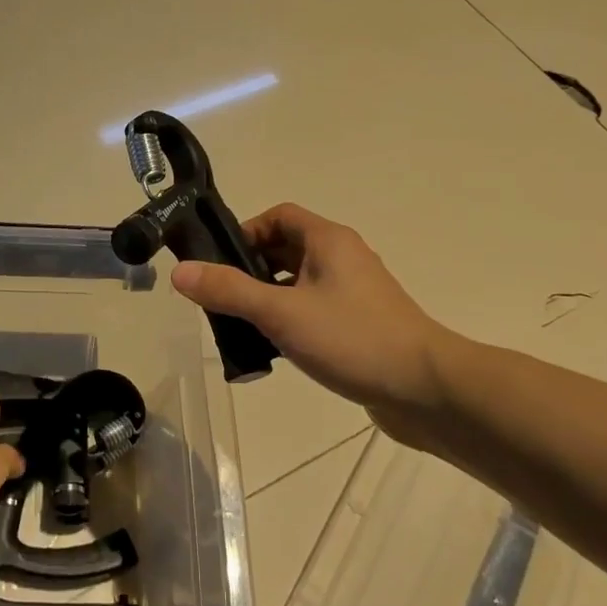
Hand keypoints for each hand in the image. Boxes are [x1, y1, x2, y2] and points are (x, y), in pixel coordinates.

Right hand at [170, 203, 455, 449]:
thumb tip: (180, 271)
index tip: (220, 262)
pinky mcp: (360, 325)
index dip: (246, 231)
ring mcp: (355, 294)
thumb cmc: (352, 339)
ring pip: (299, 283)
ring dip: (269, 298)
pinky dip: (291, 321)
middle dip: (252, 269)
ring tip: (241, 327)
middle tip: (222, 297)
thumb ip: (229, 291)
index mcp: (329, 241)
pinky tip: (275, 351)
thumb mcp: (281, 313)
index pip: (279, 216)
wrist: (426, 390)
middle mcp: (343, 259)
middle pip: (287, 248)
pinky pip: (315, 311)